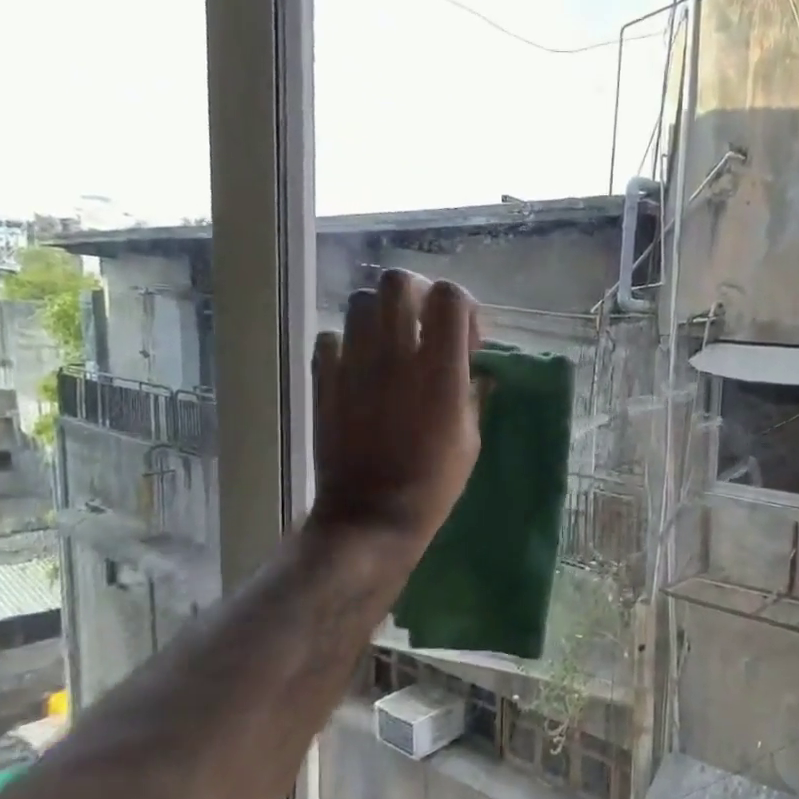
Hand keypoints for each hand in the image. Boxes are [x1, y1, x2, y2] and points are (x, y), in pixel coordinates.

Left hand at [309, 270, 481, 550]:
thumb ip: (472, 394)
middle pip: (397, 282)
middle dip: (416, 294)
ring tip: (391, 344)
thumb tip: (475, 370)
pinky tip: (359, 367)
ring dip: (381, 314)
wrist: (370, 516)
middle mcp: (395, 355)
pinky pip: (330, 338)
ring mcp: (353, 365)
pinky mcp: (324, 380)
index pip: (450, 297)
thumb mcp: (470, 439)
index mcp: (439, 370)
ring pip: (360, 302)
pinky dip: (347, 343)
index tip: (466, 338)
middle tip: (424, 325)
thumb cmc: (433, 484)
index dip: (462, 307)